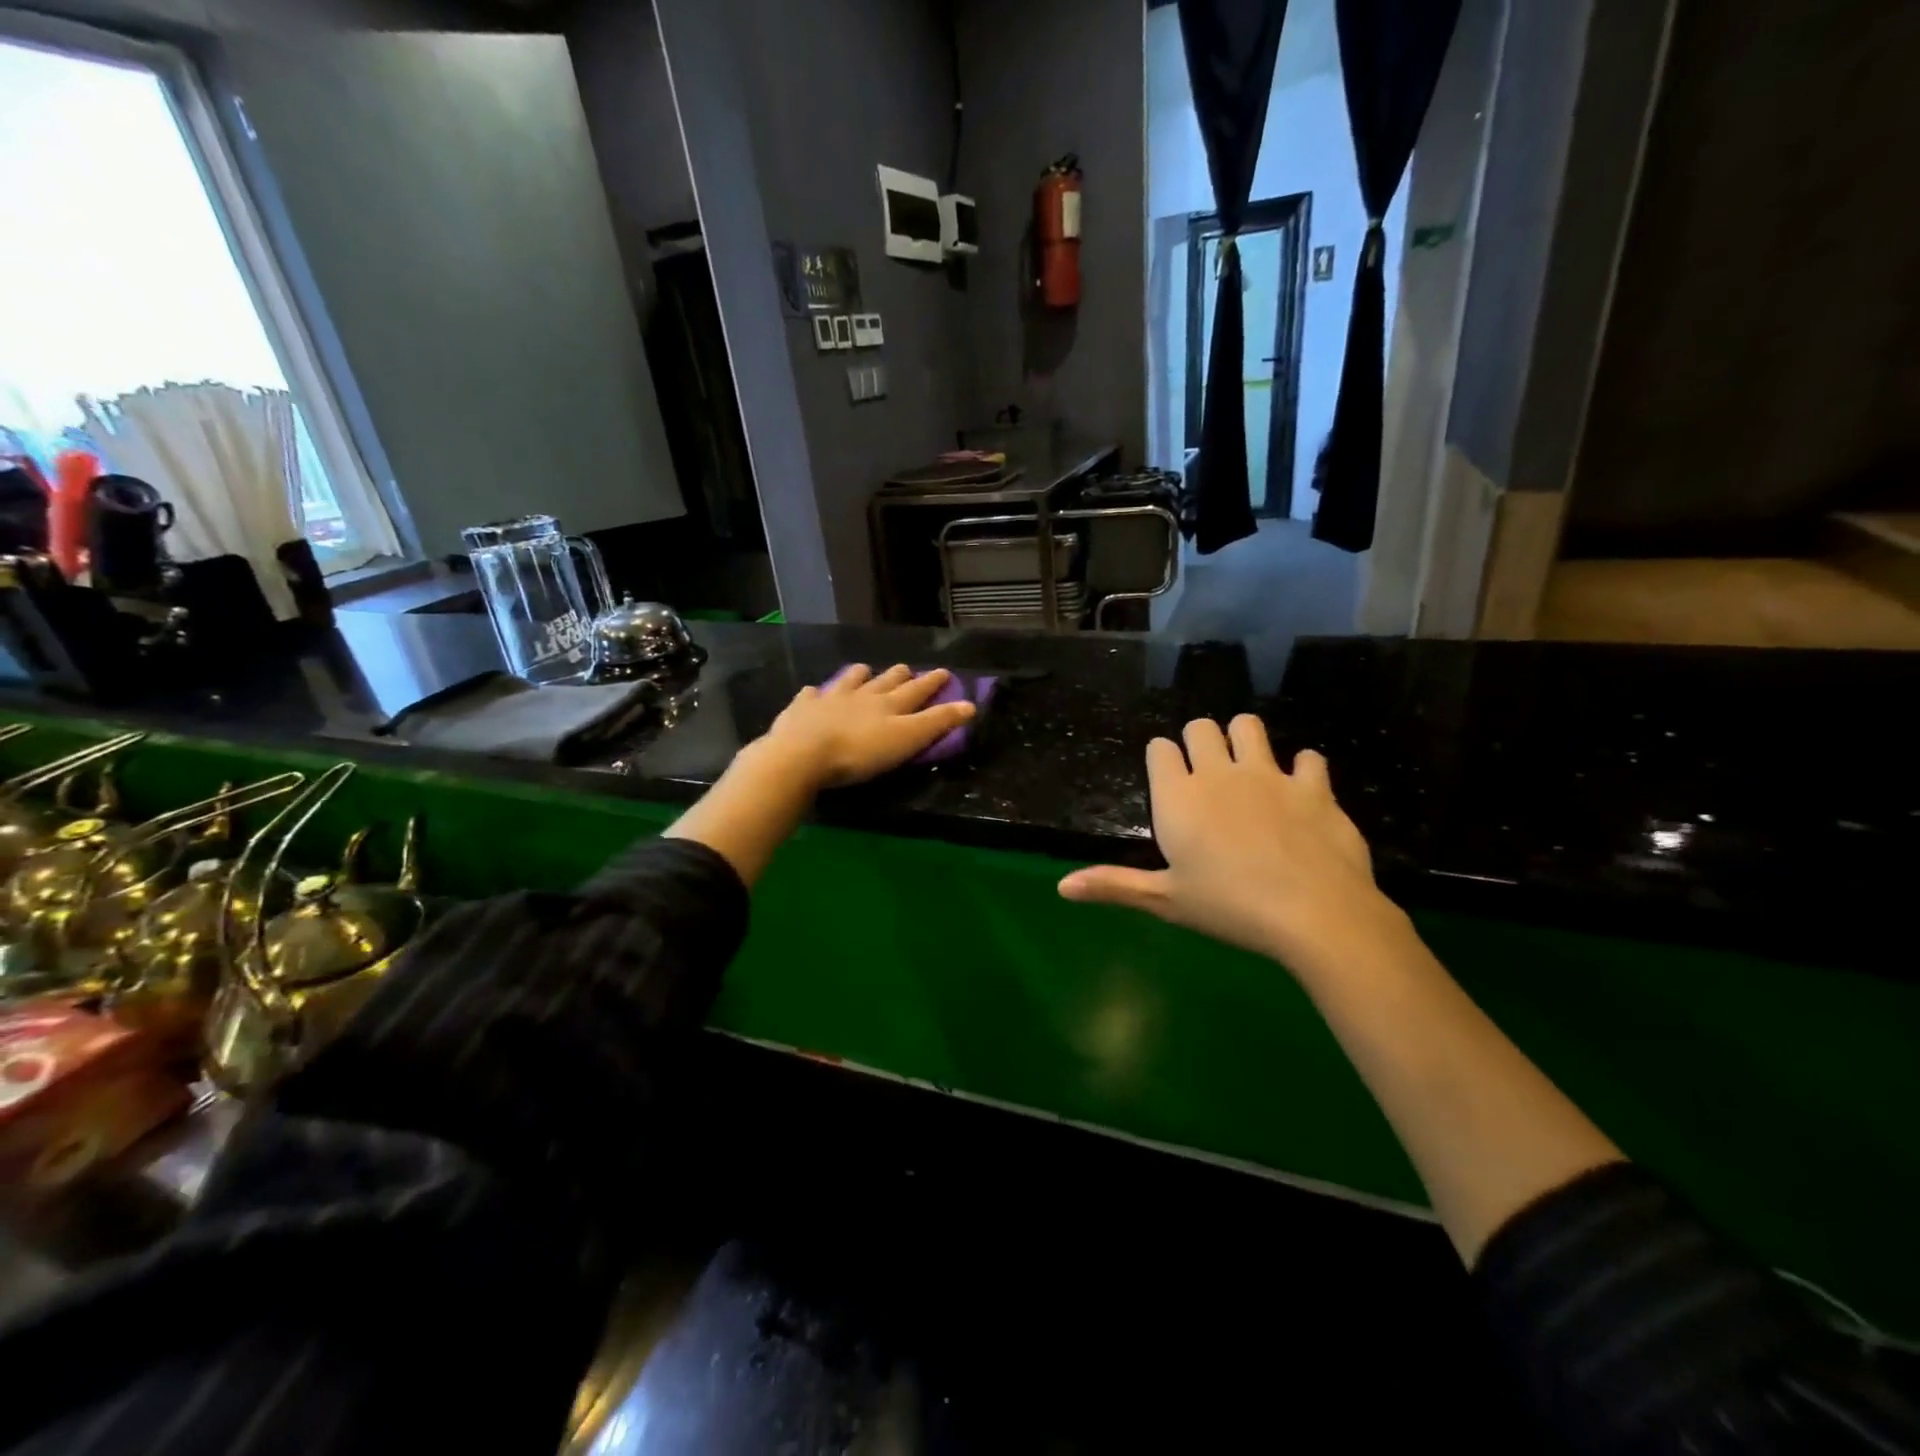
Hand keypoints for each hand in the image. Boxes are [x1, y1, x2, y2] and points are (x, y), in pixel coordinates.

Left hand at [758, 664, 975, 791]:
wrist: (803, 753)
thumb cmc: (860, 752)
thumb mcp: (907, 740)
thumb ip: (937, 723)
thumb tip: (970, 705)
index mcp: (889, 705)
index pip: (916, 690)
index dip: (932, 682)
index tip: (944, 672)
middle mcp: (862, 695)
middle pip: (884, 681)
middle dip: (898, 675)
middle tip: (906, 669)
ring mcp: (830, 699)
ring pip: (849, 680)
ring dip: (859, 675)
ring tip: (863, 670)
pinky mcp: (802, 708)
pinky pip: (811, 695)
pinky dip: (816, 693)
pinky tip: (813, 692)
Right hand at [1057, 715, 1399, 972]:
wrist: (1314, 913)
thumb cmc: (1228, 907)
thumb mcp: (1166, 900)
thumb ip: (1114, 885)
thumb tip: (1062, 887)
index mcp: (1178, 796)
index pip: (1159, 749)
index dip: (1161, 758)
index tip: (1168, 778)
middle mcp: (1218, 773)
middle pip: (1200, 727)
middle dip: (1198, 741)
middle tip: (1205, 773)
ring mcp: (1268, 774)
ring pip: (1249, 726)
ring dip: (1244, 739)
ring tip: (1247, 768)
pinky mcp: (1313, 785)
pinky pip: (1308, 758)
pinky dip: (1302, 769)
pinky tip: (1300, 792)